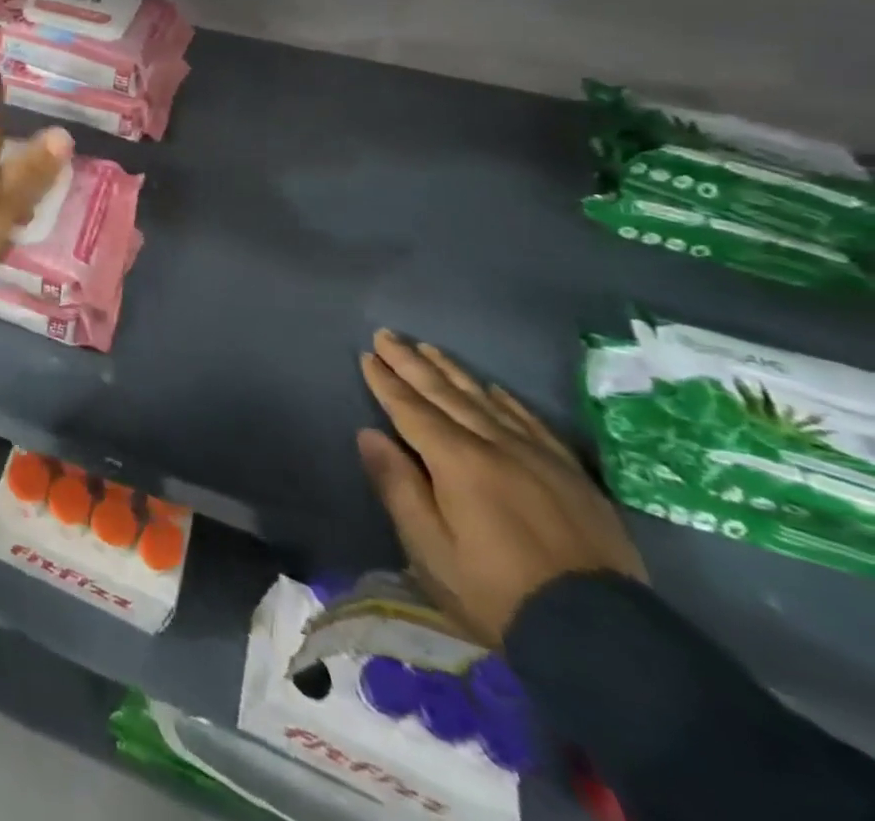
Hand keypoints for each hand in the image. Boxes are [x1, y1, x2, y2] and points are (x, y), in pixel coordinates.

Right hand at [358, 329, 646, 648]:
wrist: (603, 637)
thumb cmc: (498, 593)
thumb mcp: (431, 549)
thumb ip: (398, 487)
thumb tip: (369, 434)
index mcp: (457, 462)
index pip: (411, 410)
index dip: (386, 382)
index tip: (367, 355)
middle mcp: (497, 446)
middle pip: (446, 395)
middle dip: (412, 363)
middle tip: (388, 334)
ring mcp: (539, 458)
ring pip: (486, 401)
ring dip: (453, 372)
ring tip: (429, 348)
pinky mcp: (572, 476)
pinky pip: (532, 423)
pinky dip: (506, 401)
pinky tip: (493, 388)